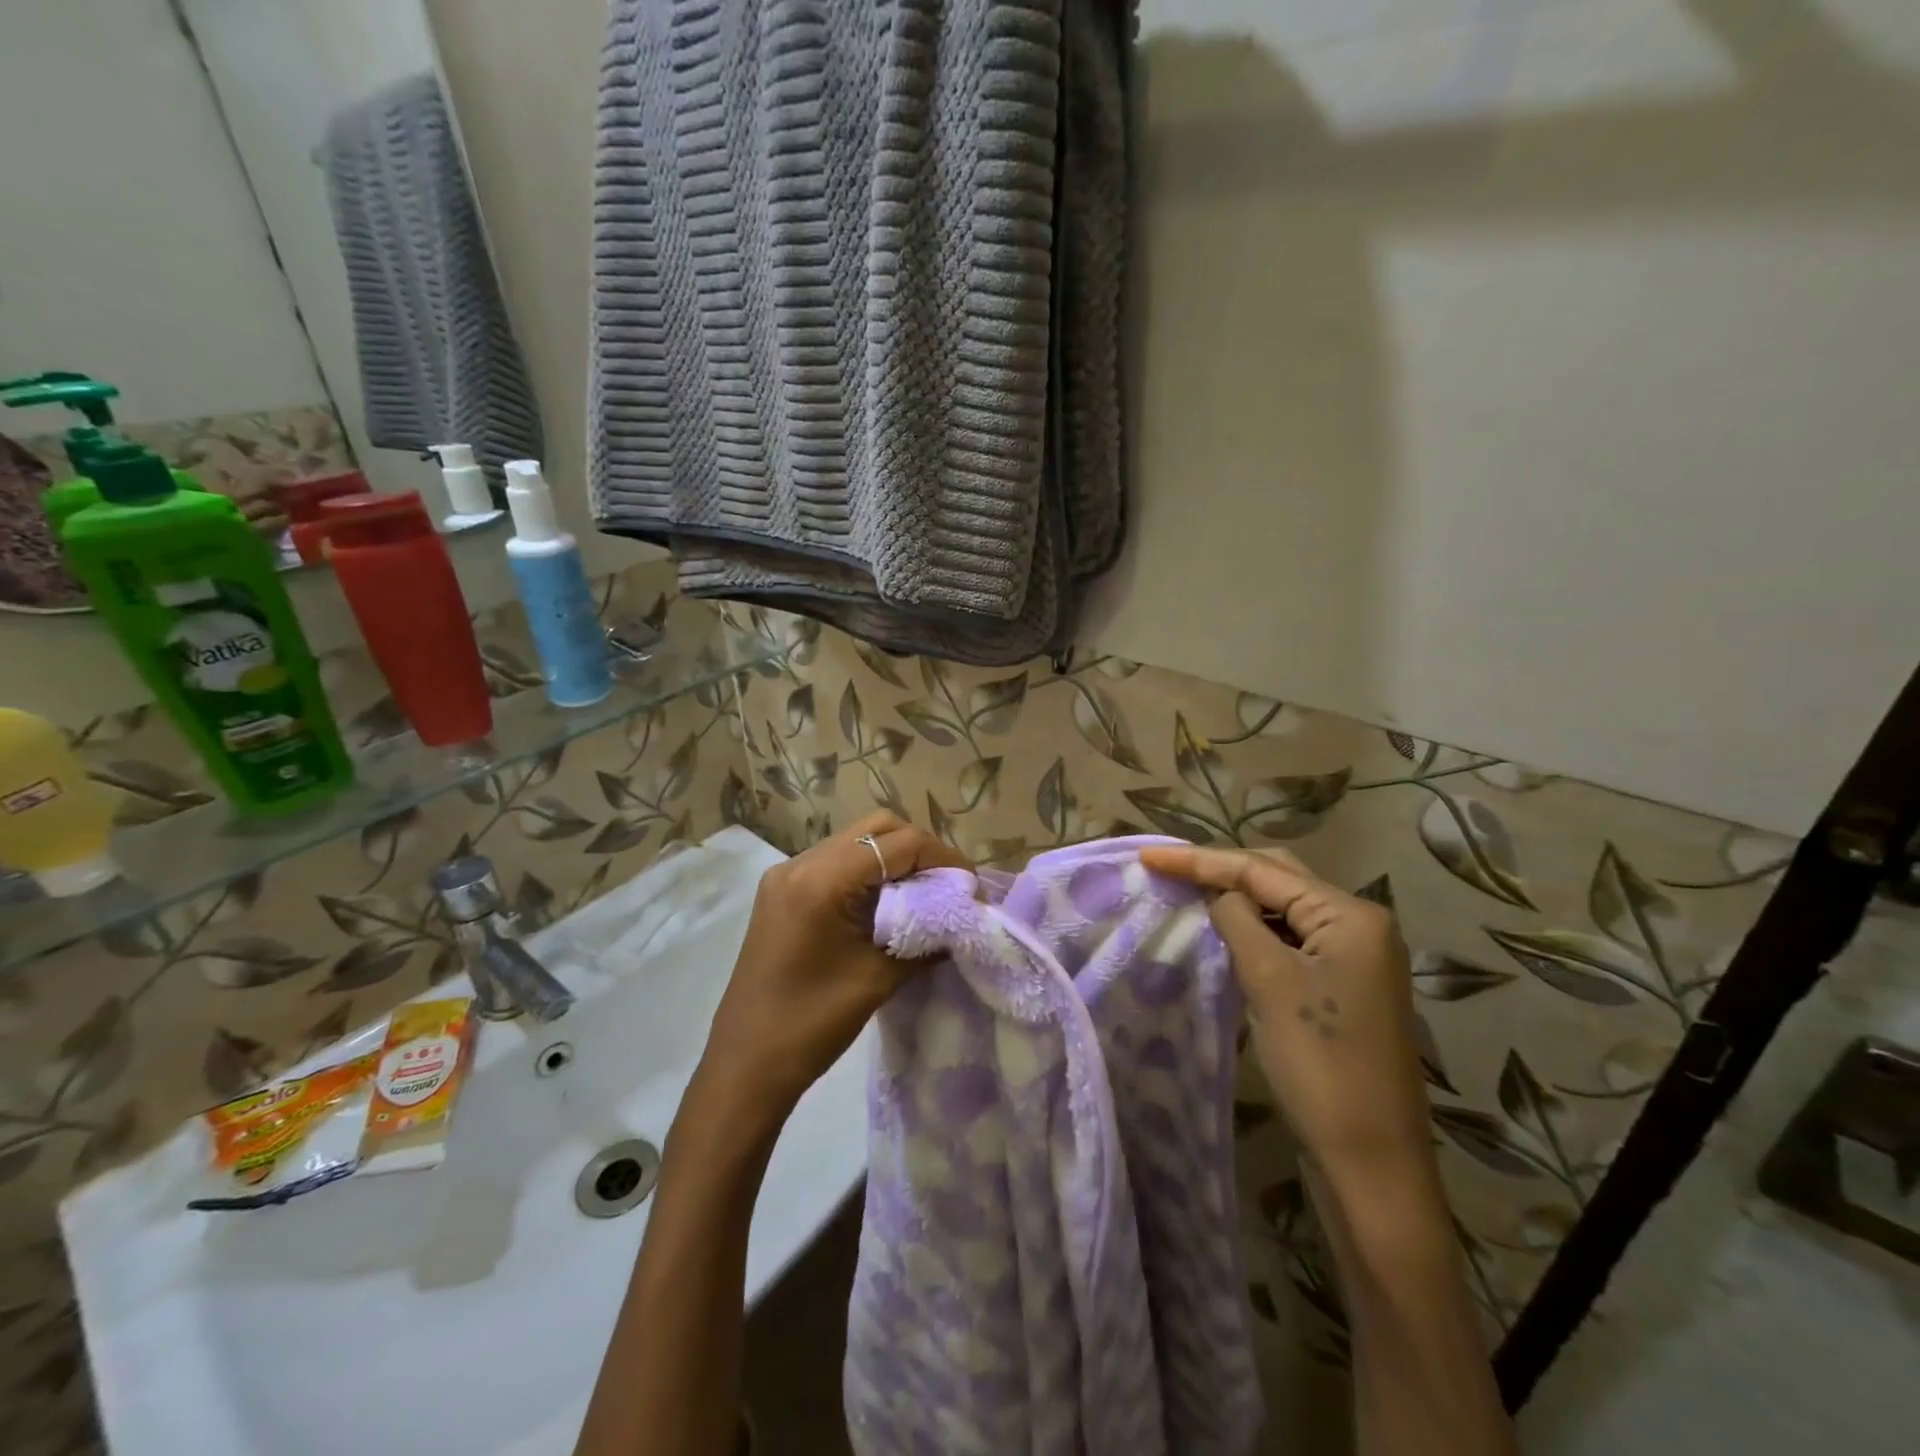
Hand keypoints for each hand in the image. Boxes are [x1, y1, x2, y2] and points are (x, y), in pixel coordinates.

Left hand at [699, 812, 967, 1127]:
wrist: (746, 1065)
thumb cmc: (812, 1025)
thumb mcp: (878, 978)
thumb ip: (925, 937)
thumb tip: (961, 917)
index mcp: (821, 881)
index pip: (898, 844)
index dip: (942, 858)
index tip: (970, 886)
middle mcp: (800, 863)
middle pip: (876, 829)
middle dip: (920, 849)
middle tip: (948, 883)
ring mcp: (786, 874)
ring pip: (856, 841)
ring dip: (894, 858)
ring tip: (925, 891)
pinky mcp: (782, 891)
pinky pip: (836, 862)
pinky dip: (869, 871)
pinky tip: (888, 901)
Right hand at [1139, 844, 1435, 1193]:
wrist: (1372, 1163)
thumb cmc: (1320, 1065)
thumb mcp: (1269, 981)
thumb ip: (1237, 920)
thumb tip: (1217, 893)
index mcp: (1350, 915)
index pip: (1261, 870)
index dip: (1199, 860)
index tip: (1148, 855)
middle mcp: (1359, 925)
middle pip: (1277, 878)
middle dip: (1220, 870)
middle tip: (1167, 867)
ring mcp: (1355, 957)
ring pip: (1283, 908)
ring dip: (1237, 898)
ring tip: (1187, 890)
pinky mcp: (1343, 986)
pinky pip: (1290, 939)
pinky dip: (1255, 929)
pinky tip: (1226, 930)